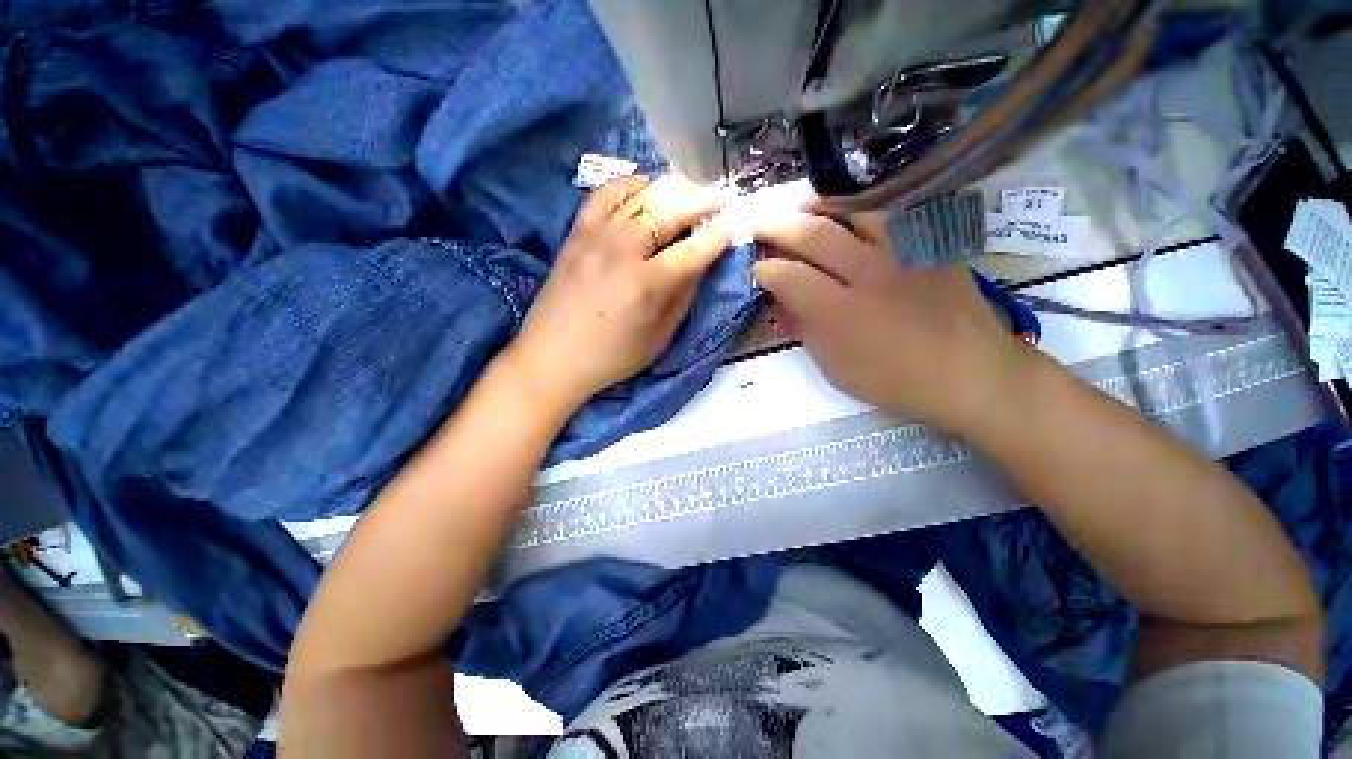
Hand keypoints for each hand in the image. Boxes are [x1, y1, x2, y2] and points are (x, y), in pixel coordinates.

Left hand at [506, 175, 730, 410]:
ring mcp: (595, 237)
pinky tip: (642, 187)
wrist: (552, 358)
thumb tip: (698, 264)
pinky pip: (603, 195)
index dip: (717, 237)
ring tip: (686, 190)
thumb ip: (681, 298)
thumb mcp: (658, 337)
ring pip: (638, 195)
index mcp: (647, 284)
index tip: (733, 226)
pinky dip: (627, 185)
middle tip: (718, 198)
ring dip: (668, 188)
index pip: (692, 251)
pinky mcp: (576, 234)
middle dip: (700, 202)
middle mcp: (622, 251)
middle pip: (668, 212)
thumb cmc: (612, 357)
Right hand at [752, 211, 1030, 432]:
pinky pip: (888, 214)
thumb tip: (782, 307)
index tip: (757, 269)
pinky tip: (848, 219)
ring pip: (852, 210)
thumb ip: (806, 332)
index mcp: (841, 313)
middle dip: (775, 226)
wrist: (971, 373)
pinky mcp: (930, 243)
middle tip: (756, 224)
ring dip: (818, 207)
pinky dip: (858, 211)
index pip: (789, 277)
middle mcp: (868, 273)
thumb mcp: (836, 368)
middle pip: (813, 235)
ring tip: (801, 210)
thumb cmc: (895, 380)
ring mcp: (903, 252)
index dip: (765, 270)